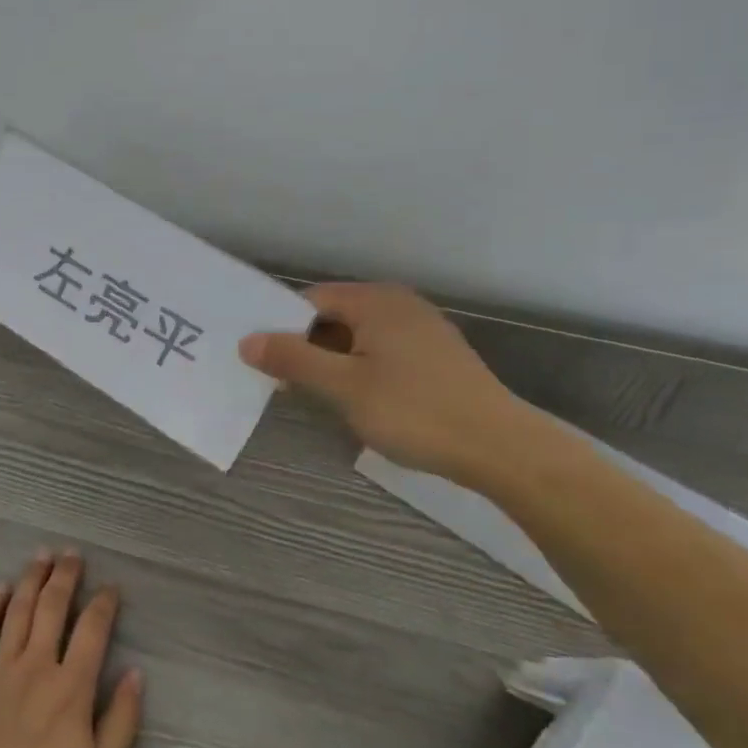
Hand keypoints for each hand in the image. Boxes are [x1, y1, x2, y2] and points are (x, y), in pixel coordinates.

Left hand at [0, 551, 142, 747]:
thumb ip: (121, 722)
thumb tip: (135, 674)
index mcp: (72, 688)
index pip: (93, 630)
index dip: (104, 603)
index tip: (111, 588)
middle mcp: (36, 666)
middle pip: (52, 607)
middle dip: (65, 576)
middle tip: (72, 553)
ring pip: (17, 611)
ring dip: (31, 579)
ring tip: (41, 556)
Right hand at [239, 283, 545, 486]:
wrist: (499, 447)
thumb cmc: (414, 411)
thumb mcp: (344, 386)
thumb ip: (294, 359)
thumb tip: (247, 341)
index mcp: (376, 301)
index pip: (311, 300)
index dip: (281, 327)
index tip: (261, 360)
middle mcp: (399, 304)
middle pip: (334, 316)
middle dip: (306, 346)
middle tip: (282, 383)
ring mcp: (422, 329)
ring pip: (358, 337)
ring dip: (332, 361)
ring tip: (315, 396)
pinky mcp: (436, 356)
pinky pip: (382, 351)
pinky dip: (360, 369)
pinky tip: (357, 400)